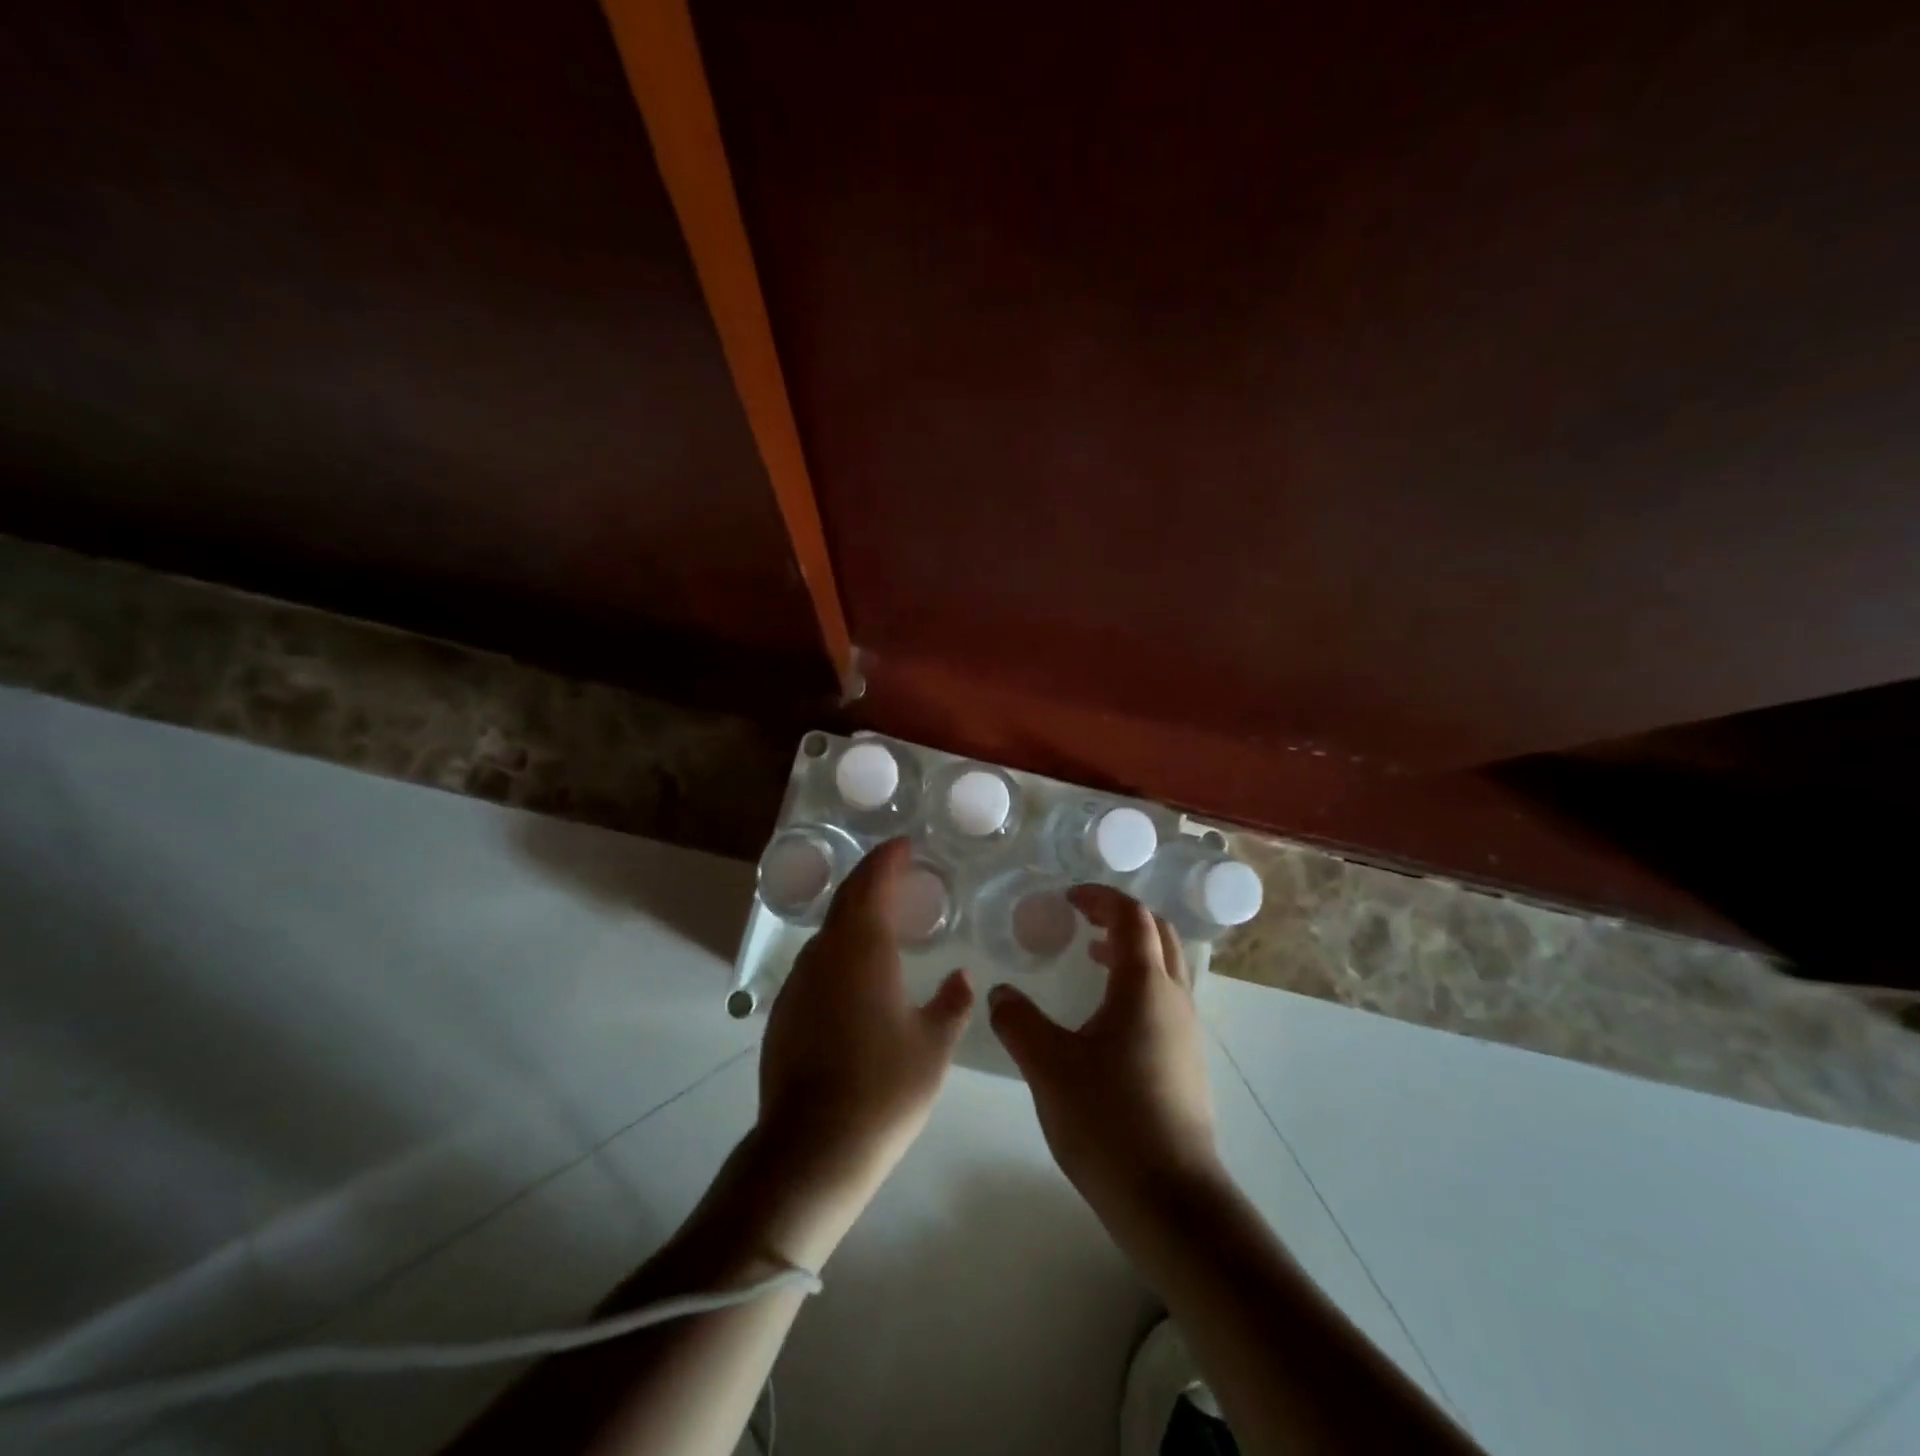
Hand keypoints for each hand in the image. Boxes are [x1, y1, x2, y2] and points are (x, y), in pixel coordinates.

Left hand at [756, 838, 973, 1253]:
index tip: (905, 844)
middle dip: (871, 878)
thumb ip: (952, 1003)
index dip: (889, 859)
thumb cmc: (884, 1089)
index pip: (873, 883)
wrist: (812, 1148)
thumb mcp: (934, 1046)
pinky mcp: (784, 1011)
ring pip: (829, 931)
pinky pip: (818, 962)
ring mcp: (799, 982)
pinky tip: (857, 972)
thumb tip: (961, 976)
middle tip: (897, 870)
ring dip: (855, 914)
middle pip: (847, 899)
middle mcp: (825, 954)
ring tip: (883, 918)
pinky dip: (841, 948)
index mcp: (864, 949)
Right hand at [988, 886, 1218, 1213]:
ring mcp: (1186, 1031)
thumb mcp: (1048, 1066)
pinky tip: (1105, 1018)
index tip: (1069, 897)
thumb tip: (1000, 992)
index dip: (1101, 897)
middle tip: (1082, 920)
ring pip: (1166, 968)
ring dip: (1132, 951)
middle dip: (1120, 917)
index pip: (1131, 916)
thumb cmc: (1108, 1119)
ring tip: (1092, 959)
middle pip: (1158, 934)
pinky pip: (1165, 1000)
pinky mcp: (1187, 1062)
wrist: (1171, 1200)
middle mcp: (1174, 998)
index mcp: (1144, 985)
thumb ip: (1018, 1021)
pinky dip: (1138, 985)